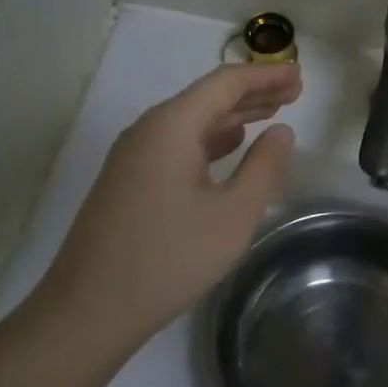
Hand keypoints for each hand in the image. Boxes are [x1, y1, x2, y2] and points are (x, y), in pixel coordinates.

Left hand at [40, 63, 300, 347]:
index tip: (299, 75)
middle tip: (294, 92)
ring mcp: (133, 157)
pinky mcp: (128, 182)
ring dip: (233, 117)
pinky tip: (229, 149)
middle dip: (252, 93)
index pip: (225, 83)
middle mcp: (148, 130)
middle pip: (207, 98)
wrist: (88, 311)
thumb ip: (264, 168)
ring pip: (191, 123)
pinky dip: (211, 141)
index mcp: (171, 126)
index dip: (265, 75)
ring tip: (271, 115)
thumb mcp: (233, 215)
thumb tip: (282, 131)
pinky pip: (177, 145)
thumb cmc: (169, 258)